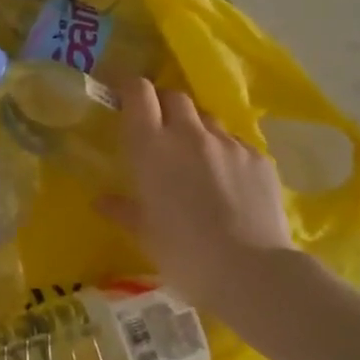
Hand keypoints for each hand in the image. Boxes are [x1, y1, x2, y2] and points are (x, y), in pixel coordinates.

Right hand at [100, 79, 294, 289]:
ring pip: (206, 118)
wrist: (252, 272)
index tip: (122, 95)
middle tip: (158, 128)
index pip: (139, 92)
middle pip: (174, 96)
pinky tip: (227, 180)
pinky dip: (224, 152)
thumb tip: (101, 201)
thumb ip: (122, 210)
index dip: (129, 87)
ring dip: (195, 128)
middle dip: (163, 104)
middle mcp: (189, 134)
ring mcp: (228, 143)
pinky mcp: (259, 158)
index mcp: (151, 147)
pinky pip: (235, 143)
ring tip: (195, 156)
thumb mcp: (144, 234)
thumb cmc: (184, 253)